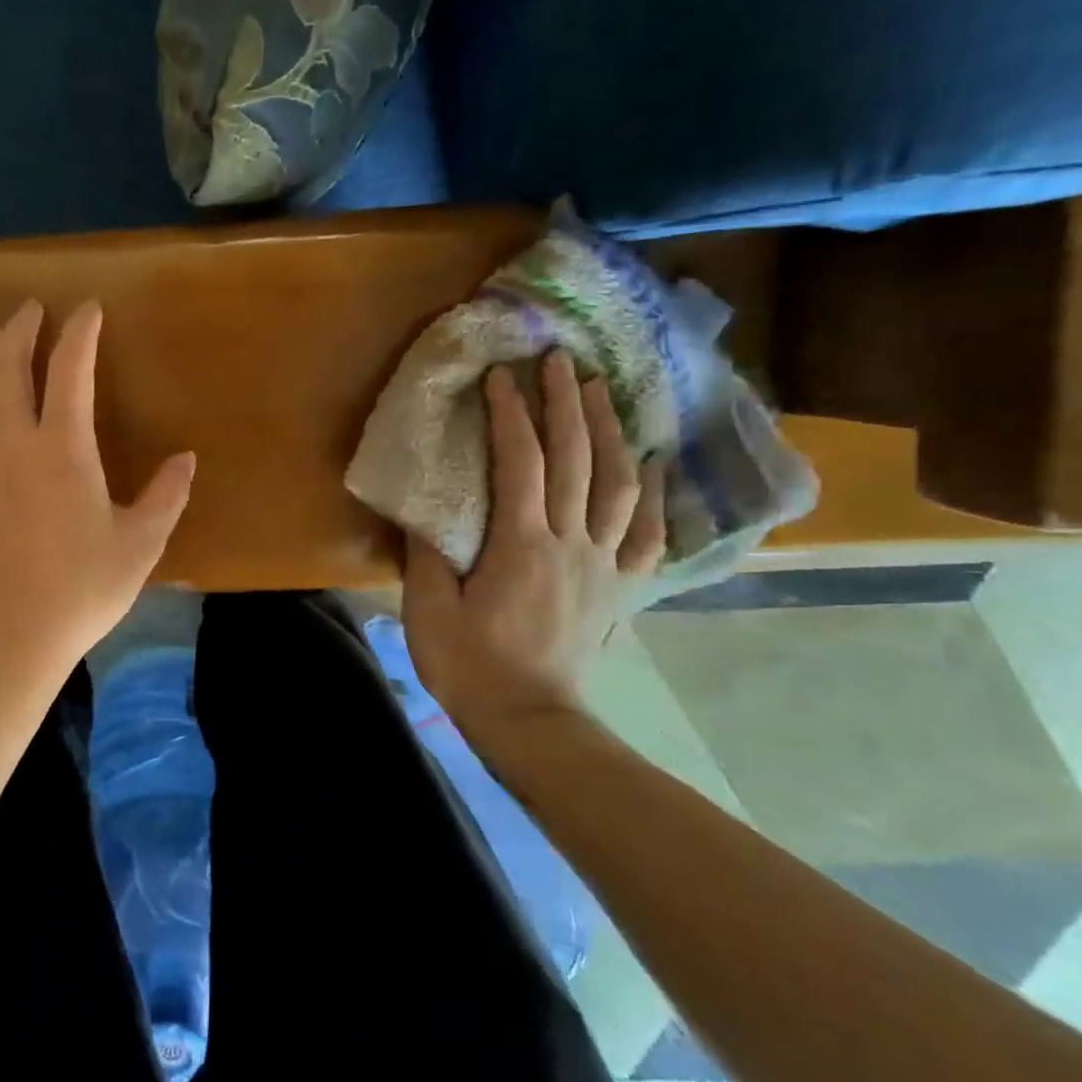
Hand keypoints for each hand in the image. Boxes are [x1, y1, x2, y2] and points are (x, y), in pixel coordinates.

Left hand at [0, 299, 196, 688]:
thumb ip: (166, 496)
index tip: (89, 309)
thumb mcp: (140, 544)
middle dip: (19, 330)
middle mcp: (13, 445)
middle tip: (31, 309)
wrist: (10, 638)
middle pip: (5, 369)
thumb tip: (186, 459)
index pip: (69, 370)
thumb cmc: (82, 589)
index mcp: (62, 448)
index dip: (80, 333)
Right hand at [403, 352, 665, 746]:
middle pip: (577, 460)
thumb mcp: (429, 607)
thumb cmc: (468, 663)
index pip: (521, 463)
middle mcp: (571, 543)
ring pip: (619, 485)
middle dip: (568, 404)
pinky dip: (655, 494)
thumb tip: (427, 504)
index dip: (512, 414)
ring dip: (611, 432)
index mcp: (521, 544)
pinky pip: (647, 533)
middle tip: (562, 361)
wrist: (528, 720)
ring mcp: (603, 565)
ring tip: (603, 393)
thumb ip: (428, 551)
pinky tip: (654, 465)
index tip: (503, 375)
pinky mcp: (619, 587)